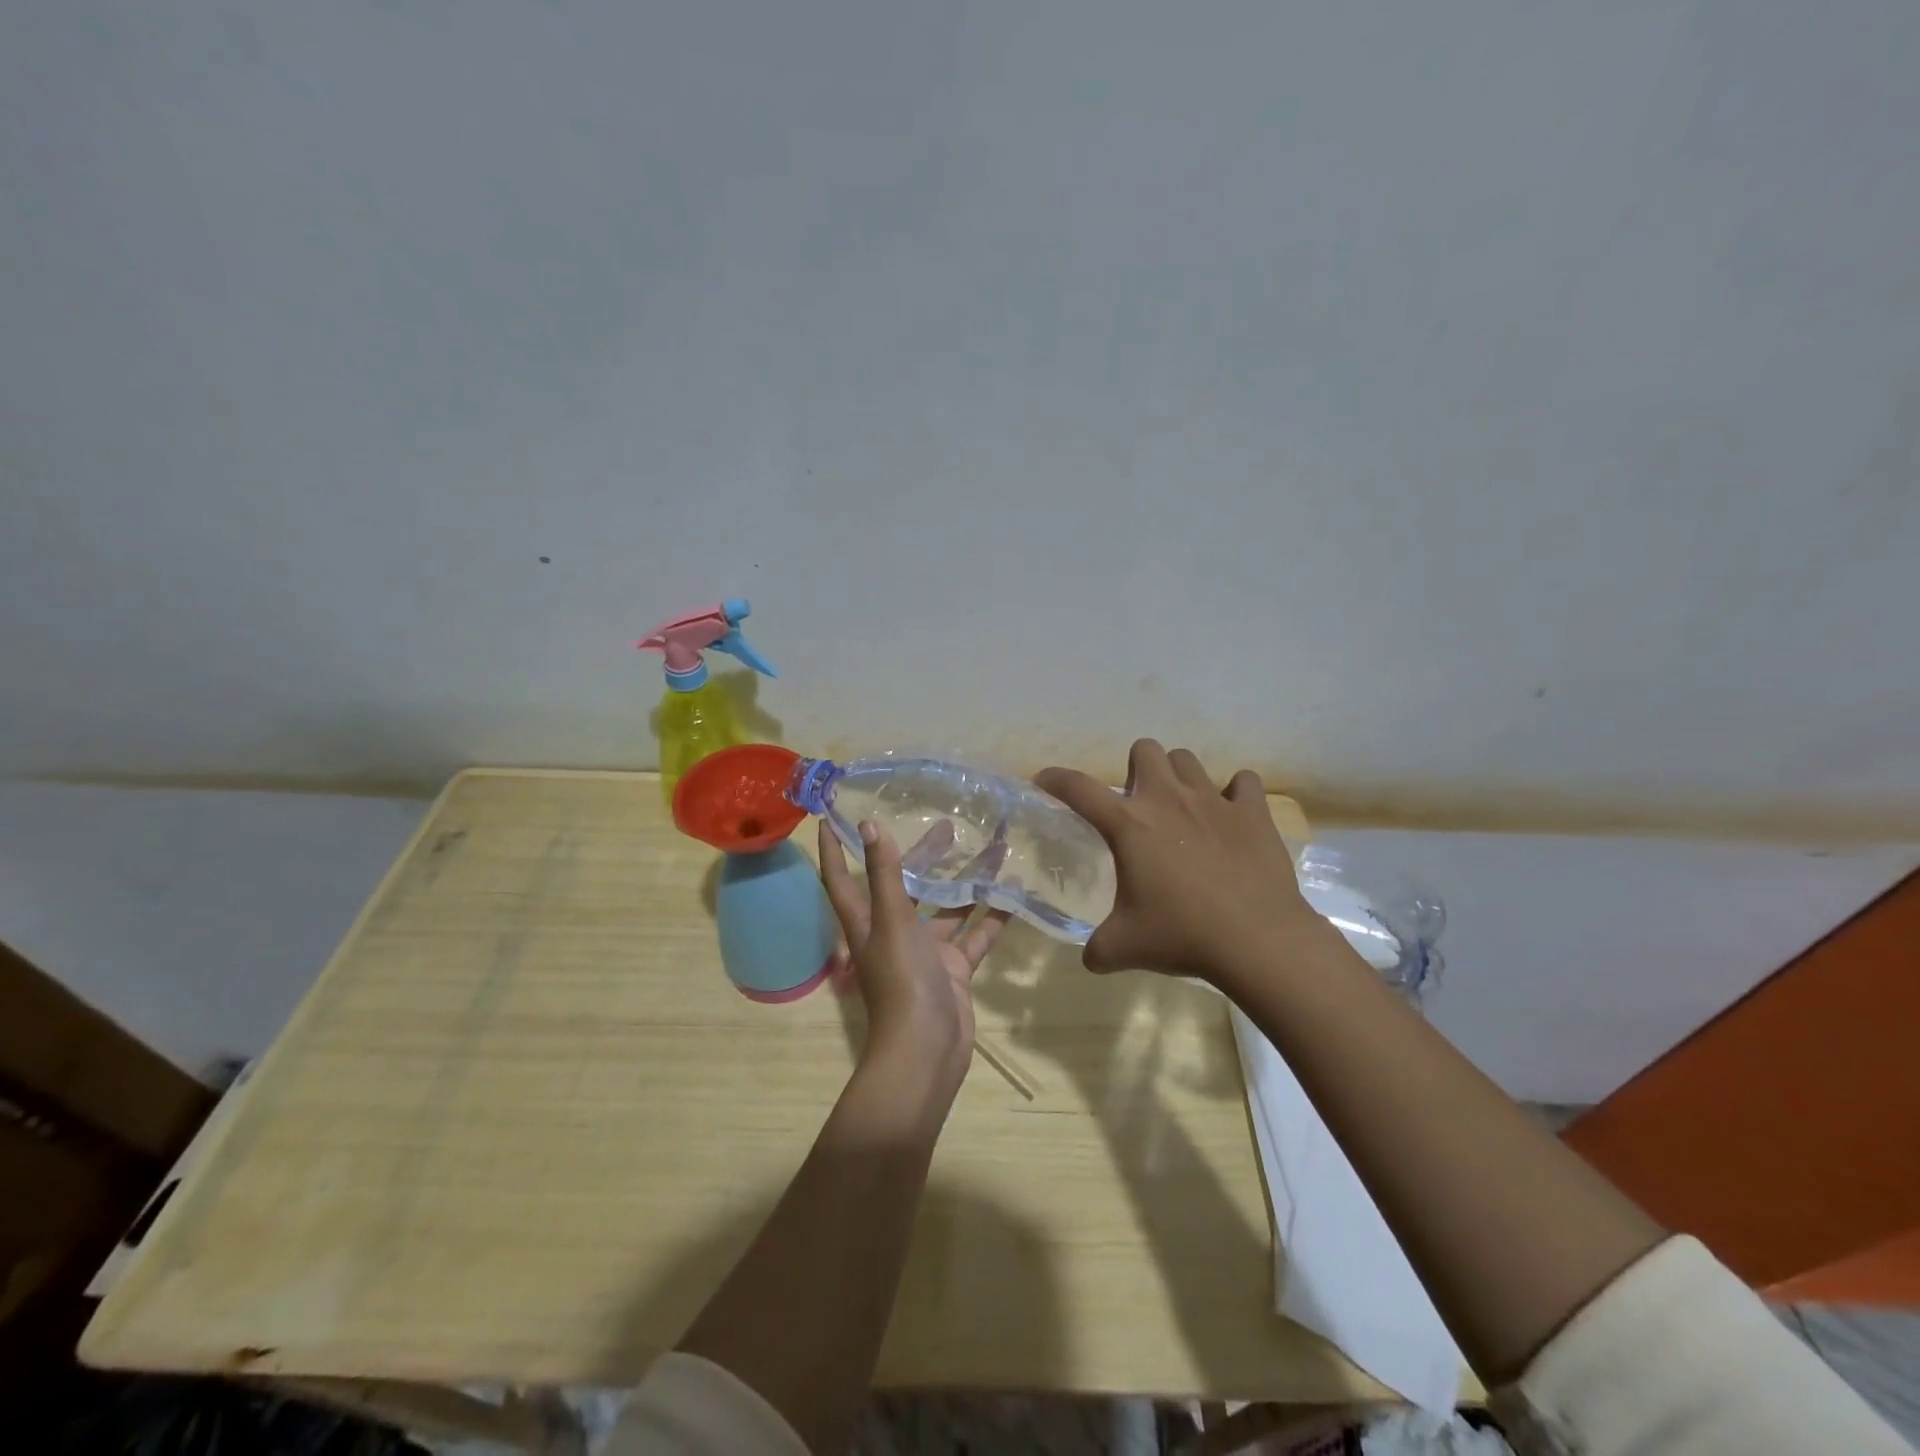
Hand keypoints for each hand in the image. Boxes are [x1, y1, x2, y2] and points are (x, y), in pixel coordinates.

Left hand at [818, 819, 1011, 1098]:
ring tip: (994, 849)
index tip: (831, 816)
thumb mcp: (891, 920)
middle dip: (923, 855)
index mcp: (867, 922)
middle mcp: (893, 932)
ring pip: (947, 908)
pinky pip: (975, 935)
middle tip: (949, 824)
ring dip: (967, 882)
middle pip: (906, 885)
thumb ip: (884, 873)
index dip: (833, 849)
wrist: (928, 1050)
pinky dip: (993, 917)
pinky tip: (1015, 893)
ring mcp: (926, 952)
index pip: (841, 878)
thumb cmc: (901, 981)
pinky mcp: (954, 969)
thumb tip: (868, 824)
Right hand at [1036, 739, 1319, 986]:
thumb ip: (1099, 948)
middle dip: (1136, 768)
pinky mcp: (1252, 812)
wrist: (1258, 940)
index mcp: (1128, 824)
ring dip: (1179, 776)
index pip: (1079, 788)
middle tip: (1139, 803)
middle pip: (1144, 749)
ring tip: (1182, 807)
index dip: (1055, 779)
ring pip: (1188, 759)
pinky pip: (1243, 782)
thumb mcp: (1125, 947)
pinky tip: (1232, 815)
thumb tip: (1091, 958)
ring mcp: (1213, 800)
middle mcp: (1167, 799)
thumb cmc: (1182, 936)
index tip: (1045, 780)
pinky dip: (1235, 793)